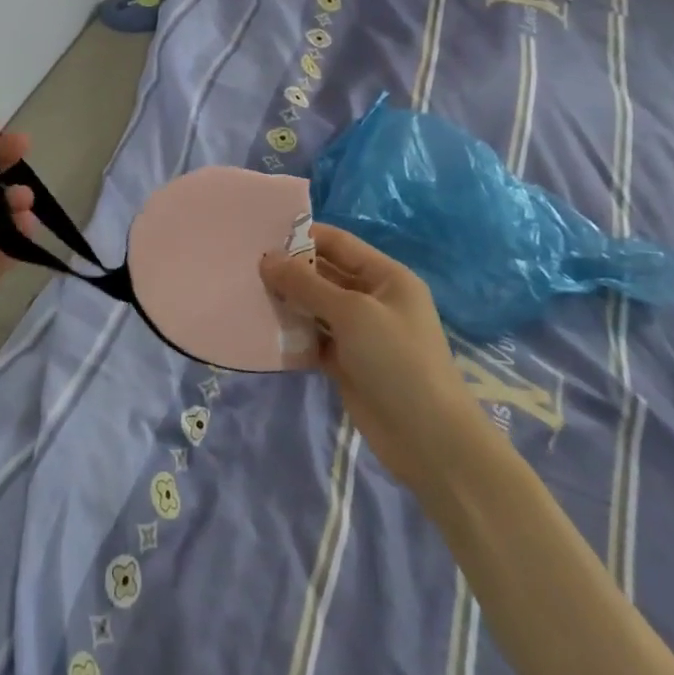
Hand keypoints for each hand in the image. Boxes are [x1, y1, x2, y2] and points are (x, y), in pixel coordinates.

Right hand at [260, 225, 480, 484]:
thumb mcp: (351, 313)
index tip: (261, 236)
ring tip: (248, 293)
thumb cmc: (396, 360)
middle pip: (325, 274)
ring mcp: (360, 333)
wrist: (427, 438)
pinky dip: (293, 334)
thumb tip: (267, 258)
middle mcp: (373, 299)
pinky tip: (263, 328)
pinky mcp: (347, 363)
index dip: (303, 236)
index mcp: (386, 277)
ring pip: (316, 307)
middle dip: (290, 270)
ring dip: (288, 302)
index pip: (339, 244)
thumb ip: (306, 284)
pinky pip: (314, 338)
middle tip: (246, 267)